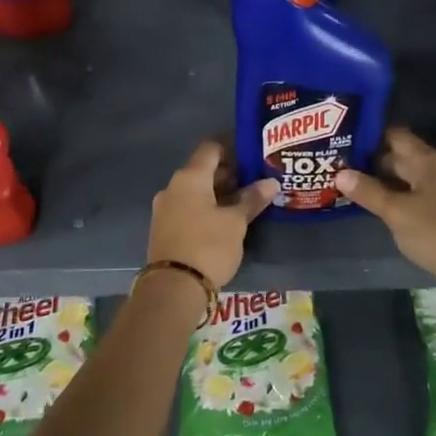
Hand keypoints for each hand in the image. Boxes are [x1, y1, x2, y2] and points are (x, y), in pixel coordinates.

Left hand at [148, 140, 277, 288]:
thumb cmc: (208, 246)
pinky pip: (189, 208)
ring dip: (219, 193)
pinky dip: (207, 208)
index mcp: (189, 177)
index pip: (211, 148)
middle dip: (230, 174)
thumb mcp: (236, 222)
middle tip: (256, 181)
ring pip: (196, 191)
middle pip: (203, 170)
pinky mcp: (165, 229)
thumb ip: (252, 199)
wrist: (173, 288)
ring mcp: (165, 209)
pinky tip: (226, 220)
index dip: (233, 147)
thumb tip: (270, 183)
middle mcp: (173, 187)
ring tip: (246, 202)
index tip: (254, 155)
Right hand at [333, 127, 435, 282]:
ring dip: (381, 181)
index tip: (342, 139)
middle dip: (370, 160)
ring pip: (406, 178)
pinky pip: (413, 196)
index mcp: (427, 160)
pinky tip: (375, 206)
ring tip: (348, 184)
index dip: (369, 135)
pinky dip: (394, 197)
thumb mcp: (396, 212)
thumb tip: (340, 173)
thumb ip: (368, 191)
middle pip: (400, 156)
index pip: (395, 135)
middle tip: (337, 164)